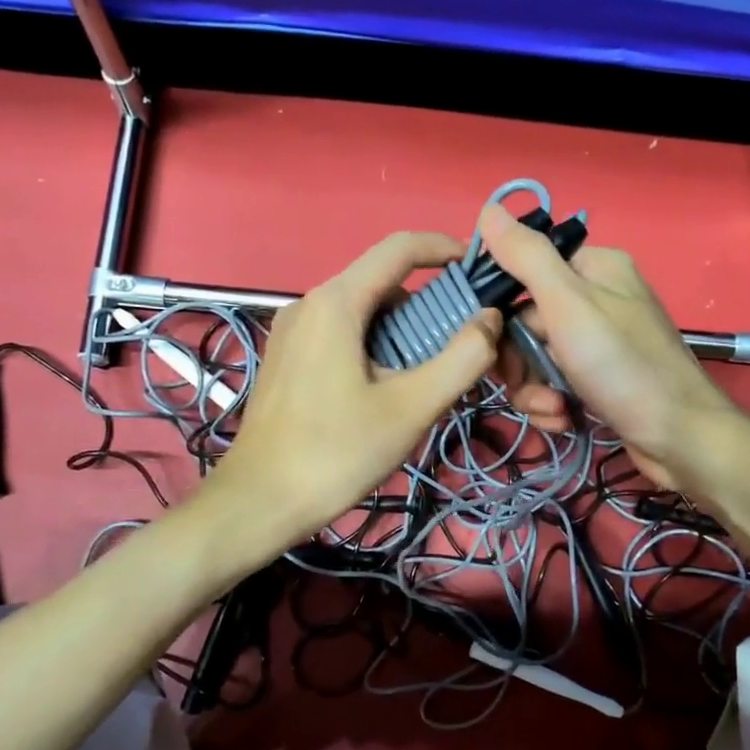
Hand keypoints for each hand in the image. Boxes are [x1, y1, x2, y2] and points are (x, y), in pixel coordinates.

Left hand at [205, 232, 500, 547]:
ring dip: (404, 333)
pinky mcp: (287, 360)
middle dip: (429, 308)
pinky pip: (341, 336)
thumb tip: (490, 319)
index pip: (400, 248)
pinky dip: (376, 348)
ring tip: (428, 380)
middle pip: (382, 284)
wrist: (259, 502)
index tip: (480, 272)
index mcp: (336, 303)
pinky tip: (388, 392)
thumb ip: (461, 359)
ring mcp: (292, 332)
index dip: (446, 249)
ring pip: (363, 314)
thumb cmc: (337, 453)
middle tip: (461, 350)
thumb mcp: (411, 408)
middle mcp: (309, 304)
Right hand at [478, 203, 735, 488]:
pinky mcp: (597, 380)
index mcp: (593, 269)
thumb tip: (488, 210)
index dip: (499, 308)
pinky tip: (564, 418)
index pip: (523, 272)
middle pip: (524, 322)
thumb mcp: (569, 305)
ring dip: (533, 389)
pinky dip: (552, 403)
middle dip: (518, 360)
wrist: (679, 438)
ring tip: (552, 408)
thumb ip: (527, 258)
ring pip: (535, 359)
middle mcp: (596, 300)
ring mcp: (597, 343)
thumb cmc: (624, 366)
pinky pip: (554, 383)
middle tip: (523, 382)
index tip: (486, 338)